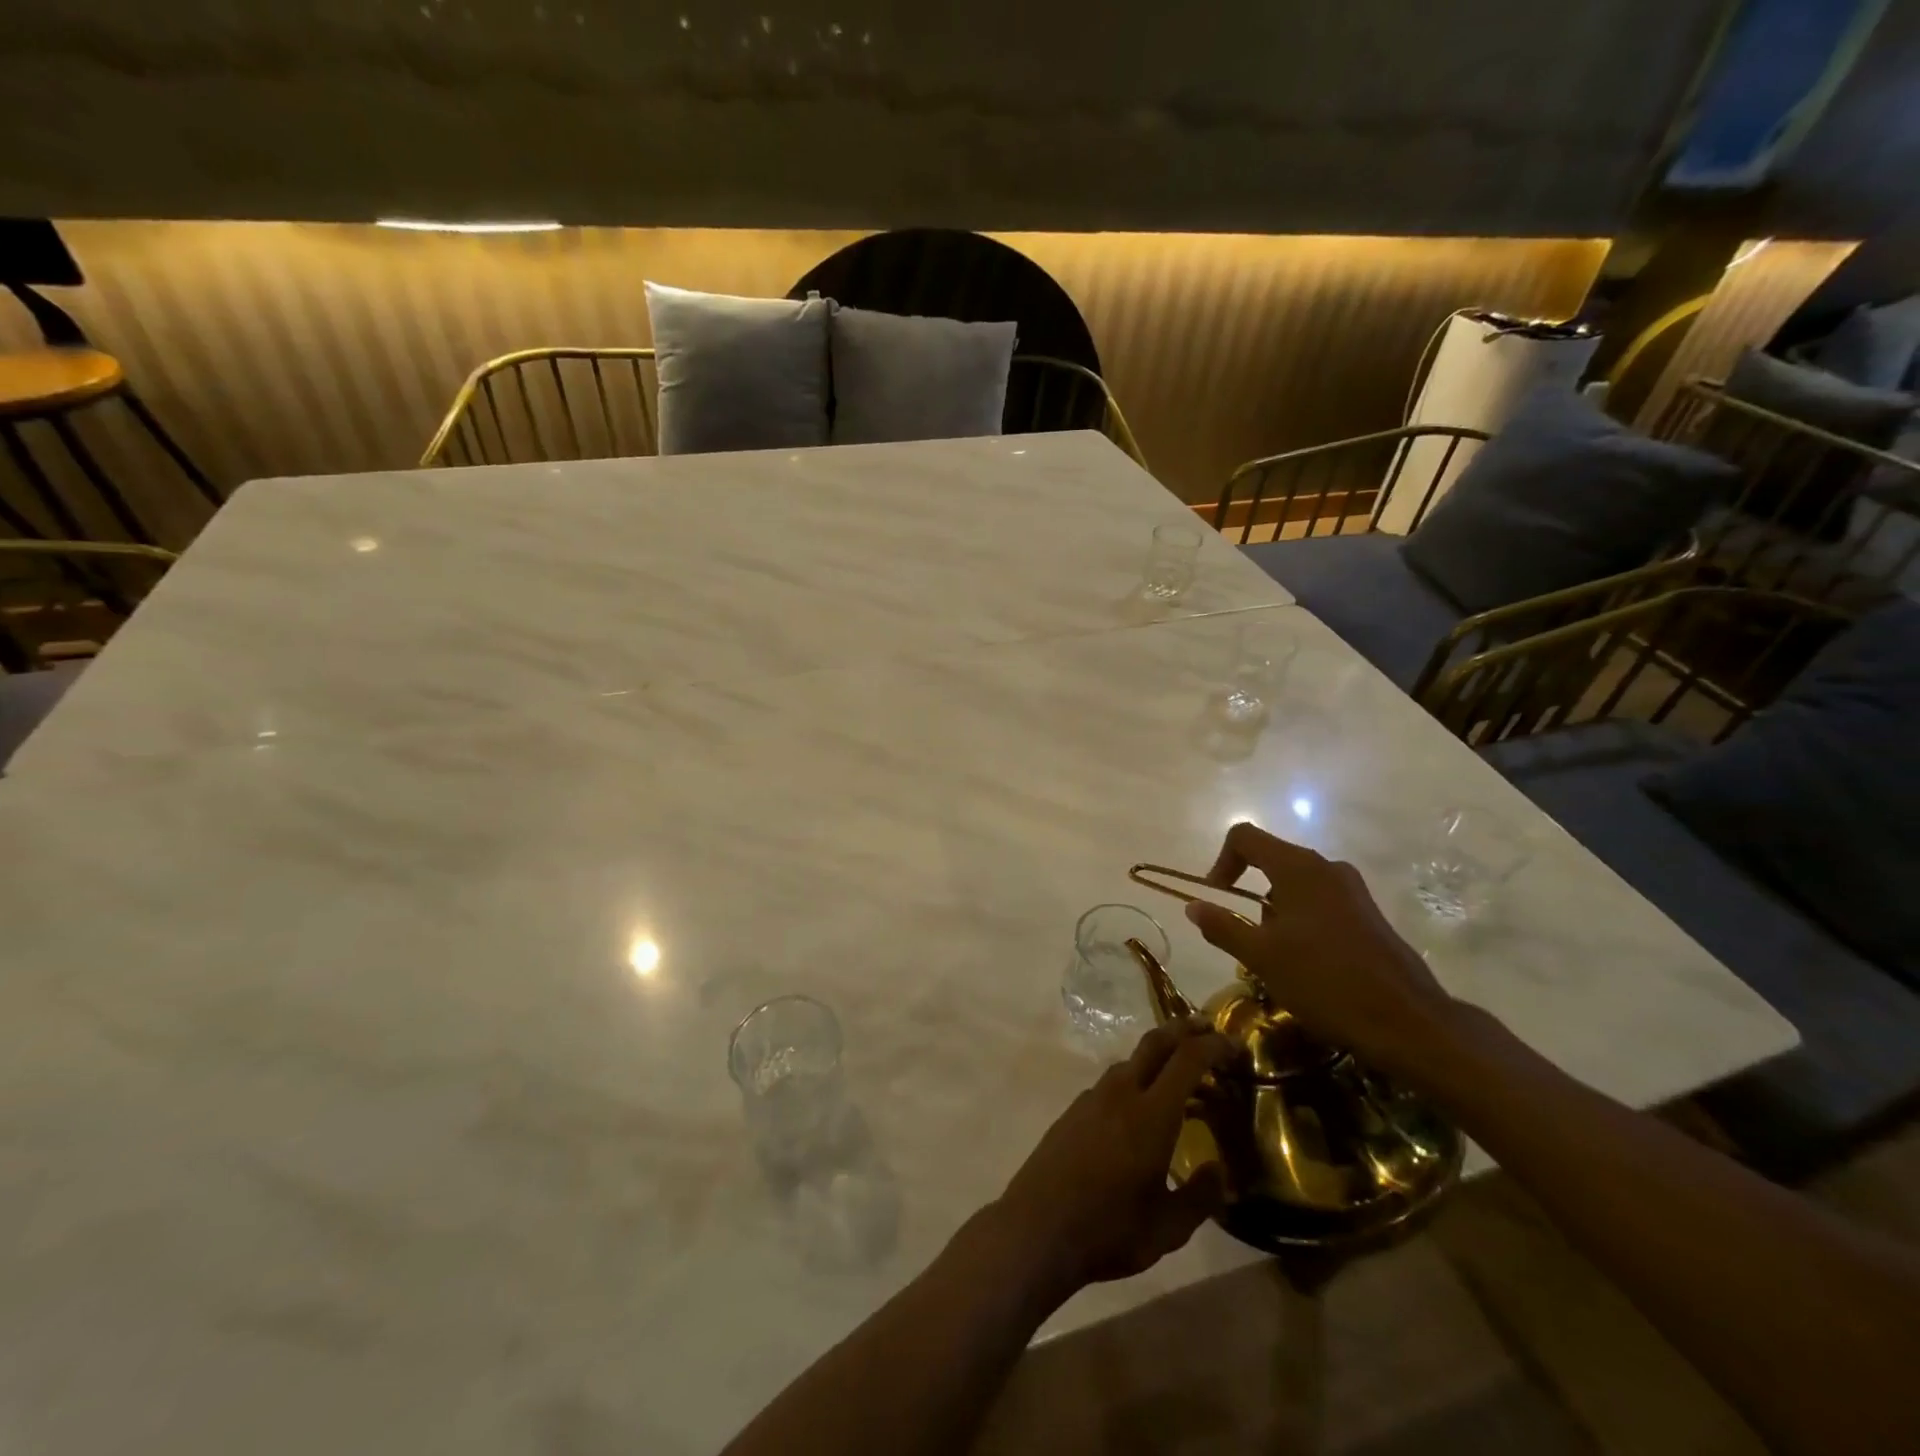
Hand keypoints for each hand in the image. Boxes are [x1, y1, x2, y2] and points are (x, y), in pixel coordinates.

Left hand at [989, 1020, 1231, 1306]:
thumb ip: (1200, 1196)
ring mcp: (1092, 1097)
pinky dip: (1137, 1079)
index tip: (1235, 1044)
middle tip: (1208, 1029)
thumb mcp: (1168, 1228)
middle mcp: (1121, 1093)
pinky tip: (1142, 1108)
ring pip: (1131, 1061)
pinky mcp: (1074, 1110)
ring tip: (1181, 1075)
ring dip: (1159, 1056)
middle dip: (1184, 1030)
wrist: (1036, 1228)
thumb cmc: (1108, 1230)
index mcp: (1151, 1114)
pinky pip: (1113, 1081)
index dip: (1213, 1045)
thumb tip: (1218, 1169)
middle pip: (1155, 1043)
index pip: (1187, 1060)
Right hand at [1182, 822, 1460, 1081]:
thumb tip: (1193, 905)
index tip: (1215, 899)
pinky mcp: (1368, 914)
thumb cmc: (1325, 981)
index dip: (1220, 862)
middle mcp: (1327, 868)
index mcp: (1298, 867)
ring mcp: (1352, 890)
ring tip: (1273, 958)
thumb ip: (1222, 926)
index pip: (1244, 837)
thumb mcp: (1261, 957)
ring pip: (1295, 885)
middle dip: (1246, 893)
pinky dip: (1300, 922)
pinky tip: (1305, 965)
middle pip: (1270, 860)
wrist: (1408, 1022)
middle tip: (1243, 936)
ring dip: (1273, 912)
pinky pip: (1320, 903)